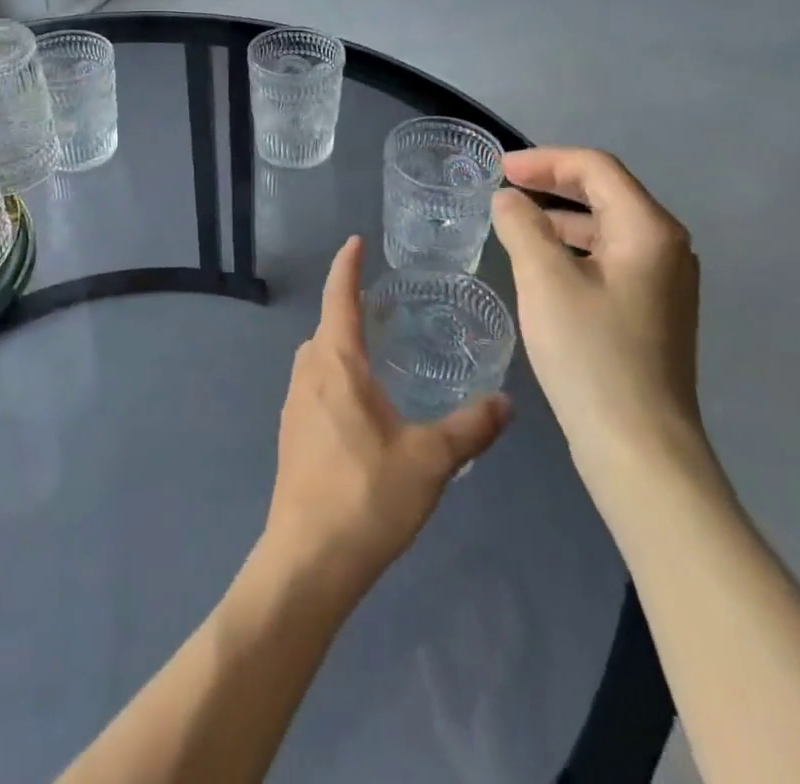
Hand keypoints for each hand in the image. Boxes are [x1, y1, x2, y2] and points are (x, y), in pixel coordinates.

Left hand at [261, 236, 511, 601]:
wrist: (307, 559)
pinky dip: (334, 374)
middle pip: (327, 325)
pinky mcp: (291, 433)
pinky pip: (314, 384)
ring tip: (377, 350)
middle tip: (384, 304)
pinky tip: (361, 403)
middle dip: (349, 307)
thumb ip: (470, 427)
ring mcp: (294, 404)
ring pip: (317, 356)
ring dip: (340, 343)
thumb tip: (507, 402)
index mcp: (336, 363)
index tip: (354, 241)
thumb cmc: (367, 496)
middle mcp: (308, 372)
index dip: (347, 266)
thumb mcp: (430, 460)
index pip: (339, 297)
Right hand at [490, 149, 703, 489]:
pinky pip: (609, 257)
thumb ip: (522, 226)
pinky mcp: (652, 311)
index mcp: (649, 230)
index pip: (596, 168)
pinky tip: (542, 264)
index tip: (498, 170)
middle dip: (552, 183)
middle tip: (503, 187)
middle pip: (606, 191)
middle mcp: (666, 248)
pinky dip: (573, 247)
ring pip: (607, 226)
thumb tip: (508, 199)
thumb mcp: (544, 280)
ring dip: (560, 216)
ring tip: (515, 221)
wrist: (639, 448)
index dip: (544, 160)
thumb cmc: (591, 355)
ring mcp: (663, 282)